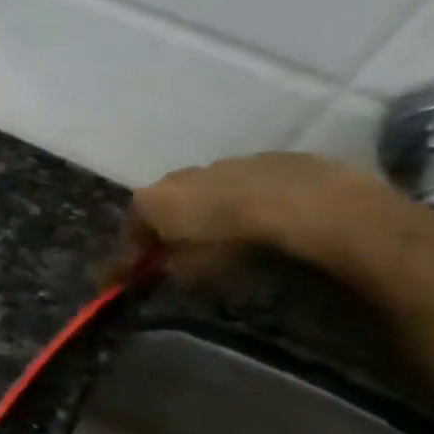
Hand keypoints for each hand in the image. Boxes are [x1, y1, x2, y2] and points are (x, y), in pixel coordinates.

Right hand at [111, 152, 397, 283]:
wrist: (303, 204)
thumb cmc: (231, 242)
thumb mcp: (192, 270)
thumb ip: (171, 269)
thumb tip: (168, 269)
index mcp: (150, 200)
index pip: (130, 229)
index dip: (133, 253)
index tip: (139, 273)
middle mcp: (177, 176)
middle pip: (165, 205)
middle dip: (170, 228)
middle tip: (182, 253)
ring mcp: (222, 164)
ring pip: (205, 192)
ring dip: (209, 212)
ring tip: (228, 236)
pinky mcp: (265, 160)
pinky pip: (244, 186)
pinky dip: (244, 202)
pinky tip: (263, 221)